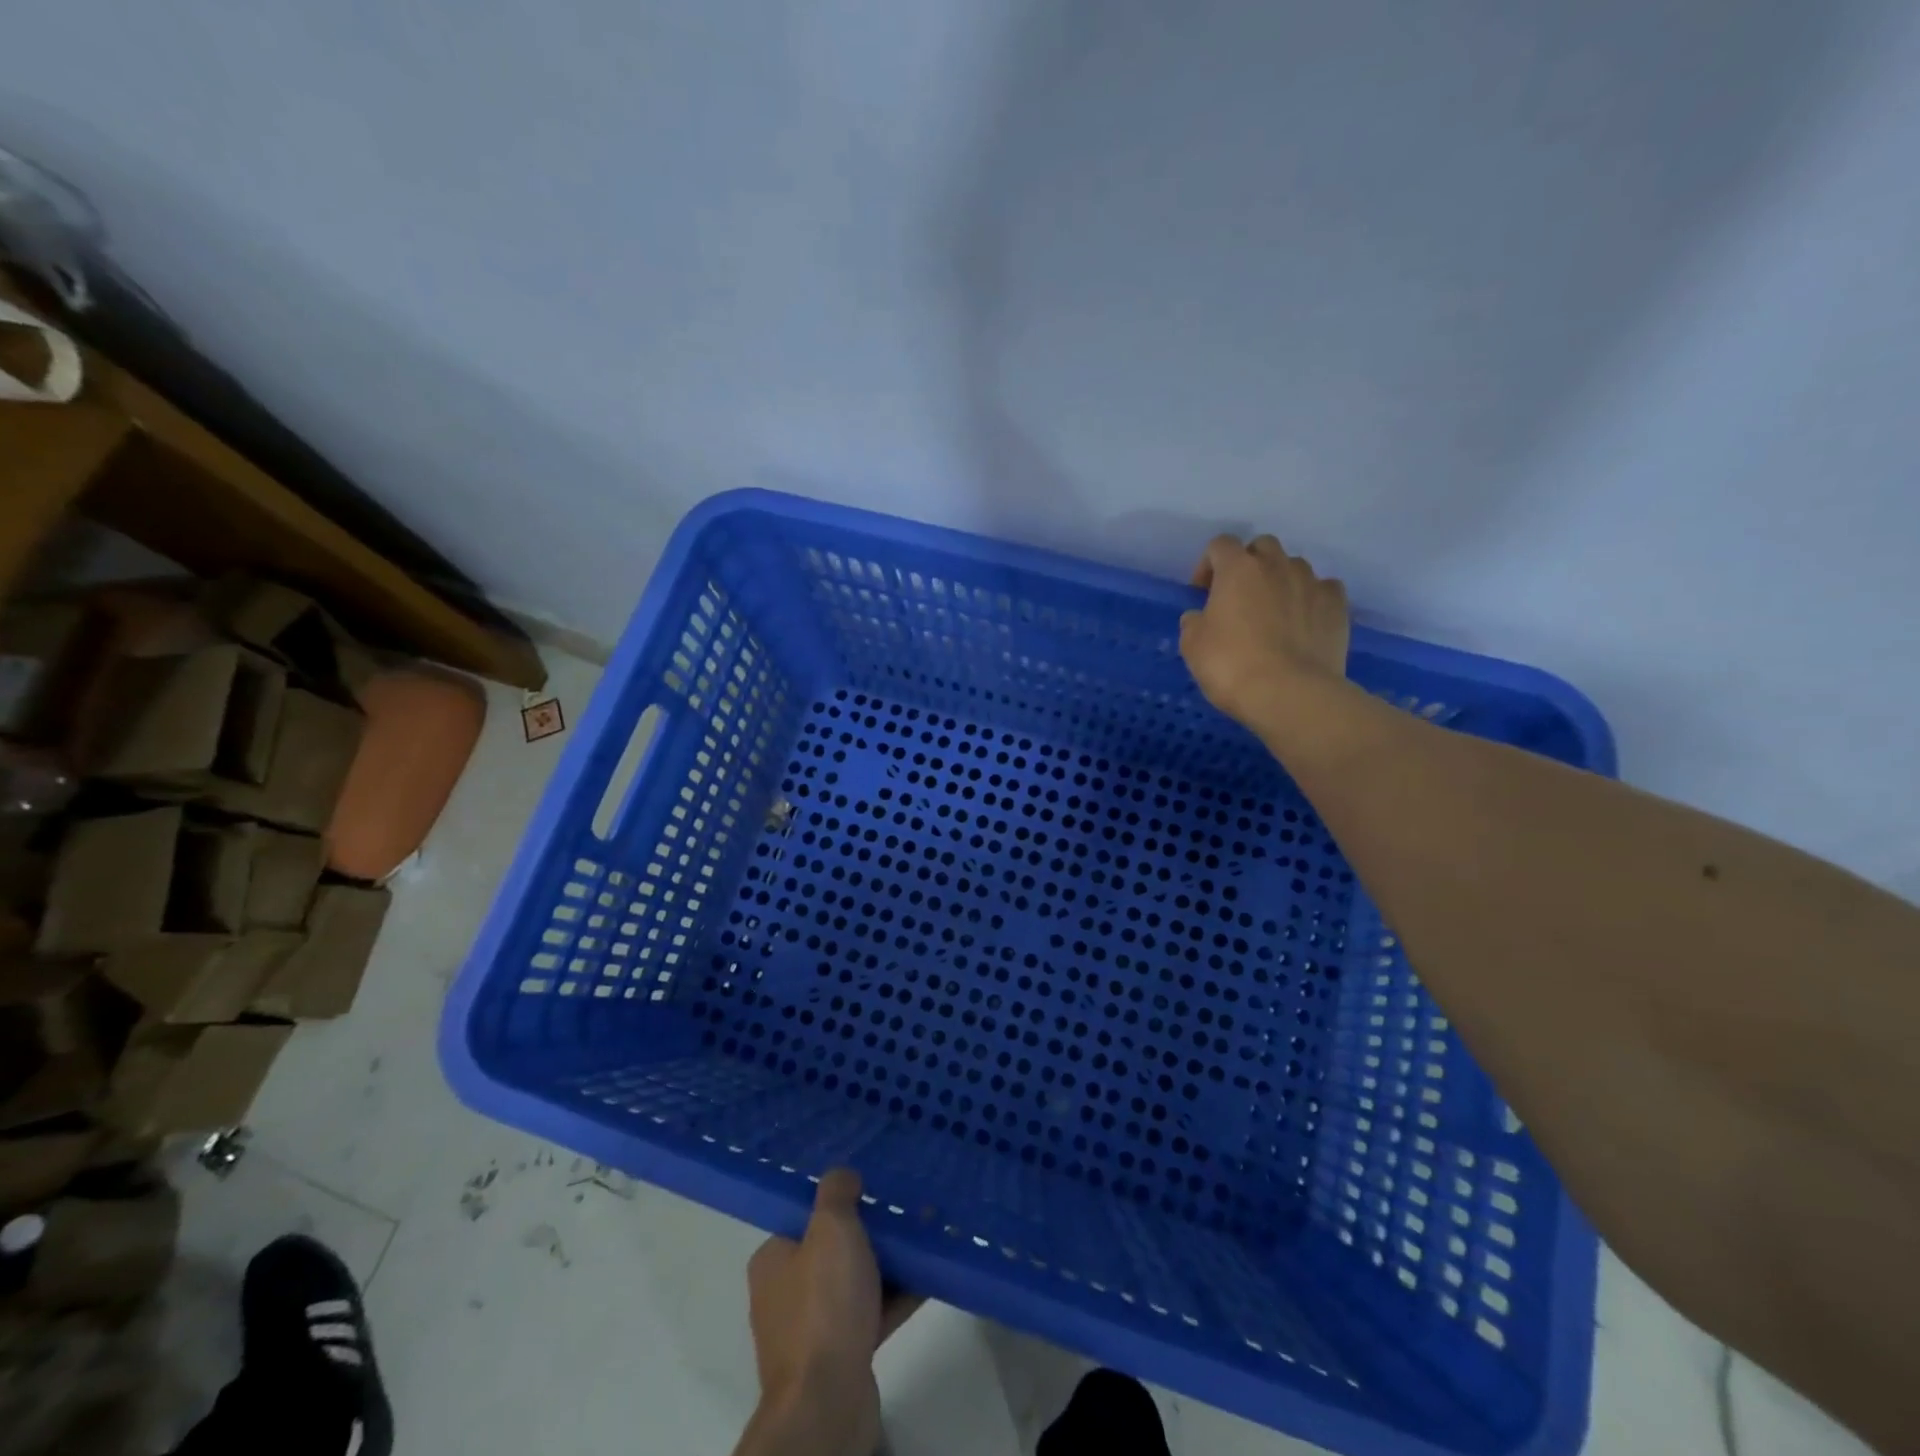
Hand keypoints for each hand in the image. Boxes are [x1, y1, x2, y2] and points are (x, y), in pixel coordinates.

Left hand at [739, 1170, 919, 1455]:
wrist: (827, 1402)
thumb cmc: (823, 1305)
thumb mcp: (830, 1228)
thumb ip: (836, 1193)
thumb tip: (843, 1174)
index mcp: (773, 1260)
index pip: (805, 1217)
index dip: (837, 1199)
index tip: (871, 1183)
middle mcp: (787, 1293)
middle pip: (833, 1247)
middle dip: (869, 1230)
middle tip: (903, 1208)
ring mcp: (814, 1329)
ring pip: (856, 1281)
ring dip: (888, 1263)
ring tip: (924, 1236)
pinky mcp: (842, 1356)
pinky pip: (873, 1312)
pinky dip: (897, 1296)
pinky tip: (929, 1276)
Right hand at [1180, 533, 1350, 729]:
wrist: (1289, 693)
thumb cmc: (1231, 665)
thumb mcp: (1192, 646)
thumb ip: (1194, 623)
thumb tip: (1201, 618)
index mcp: (1238, 569)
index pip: (1220, 545)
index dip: (1208, 564)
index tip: (1202, 591)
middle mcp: (1277, 565)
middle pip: (1262, 546)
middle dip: (1249, 564)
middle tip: (1240, 596)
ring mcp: (1312, 583)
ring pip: (1294, 566)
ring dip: (1281, 580)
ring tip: (1274, 611)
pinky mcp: (1338, 606)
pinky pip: (1324, 589)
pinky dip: (1312, 598)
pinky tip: (1304, 621)